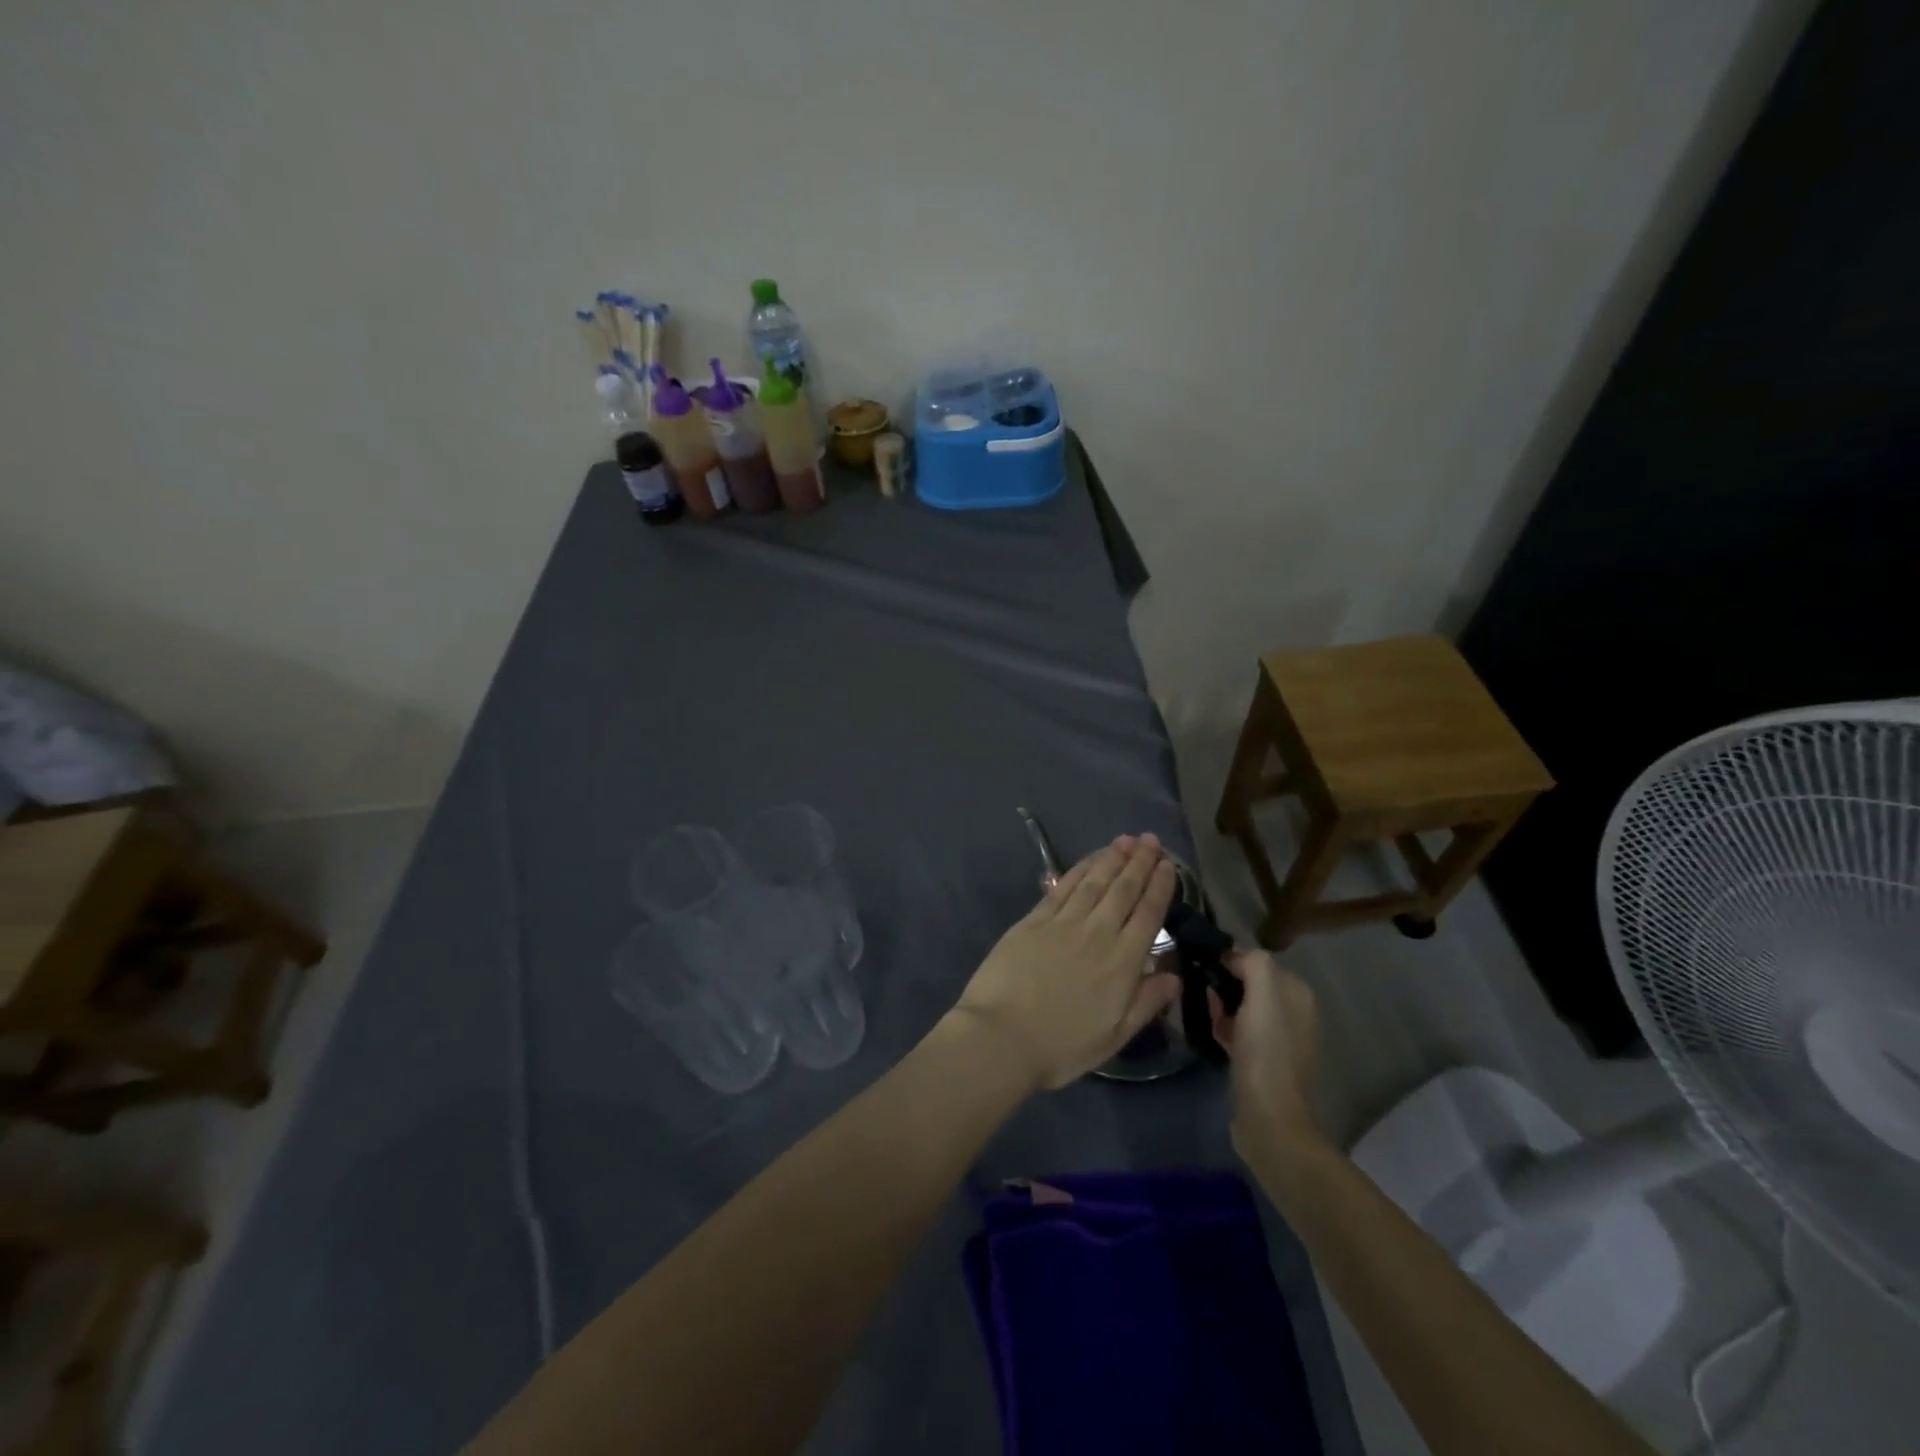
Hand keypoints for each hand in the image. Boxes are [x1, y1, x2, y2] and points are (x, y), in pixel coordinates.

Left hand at [952, 834, 1179, 1090]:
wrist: (1002, 1037)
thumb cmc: (1062, 1046)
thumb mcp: (1115, 1036)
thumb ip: (1147, 1002)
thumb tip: (1174, 976)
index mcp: (1123, 962)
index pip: (1148, 914)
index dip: (1160, 887)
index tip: (1169, 865)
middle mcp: (1098, 933)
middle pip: (1124, 889)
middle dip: (1140, 862)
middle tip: (1151, 840)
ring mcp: (1063, 922)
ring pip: (1095, 881)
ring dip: (1112, 858)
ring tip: (1126, 840)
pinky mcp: (1034, 919)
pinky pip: (1063, 886)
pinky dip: (1080, 869)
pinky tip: (1090, 859)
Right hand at [1207, 951, 1327, 1165]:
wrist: (1270, 1120)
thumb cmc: (1265, 1054)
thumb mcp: (1262, 998)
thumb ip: (1254, 964)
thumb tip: (1232, 956)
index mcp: (1297, 993)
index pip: (1255, 960)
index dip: (1228, 962)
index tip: (1204, 972)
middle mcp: (1294, 1012)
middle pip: (1247, 983)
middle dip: (1222, 986)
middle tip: (1201, 997)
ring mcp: (1280, 1038)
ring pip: (1241, 1006)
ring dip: (1220, 1007)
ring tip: (1203, 1017)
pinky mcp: (1264, 1060)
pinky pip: (1239, 1030)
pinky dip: (1224, 1028)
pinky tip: (1212, 1036)